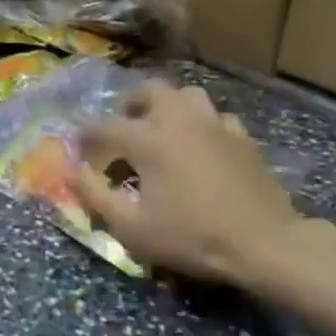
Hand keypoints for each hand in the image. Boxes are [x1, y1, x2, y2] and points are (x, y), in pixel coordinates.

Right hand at [75, 81, 305, 291]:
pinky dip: (202, 125)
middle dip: (130, 103)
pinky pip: (216, 117)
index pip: (104, 127)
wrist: (266, 244)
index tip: (80, 149)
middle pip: (149, 90)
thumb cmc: (192, 236)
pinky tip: (202, 145)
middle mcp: (178, 119)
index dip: (86, 137)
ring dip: (169, 106)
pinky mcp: (243, 138)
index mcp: (147, 138)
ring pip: (186, 95)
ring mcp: (215, 124)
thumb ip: (95, 196)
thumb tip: (69, 172)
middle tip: (124, 125)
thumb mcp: (132, 227)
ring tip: (162, 128)